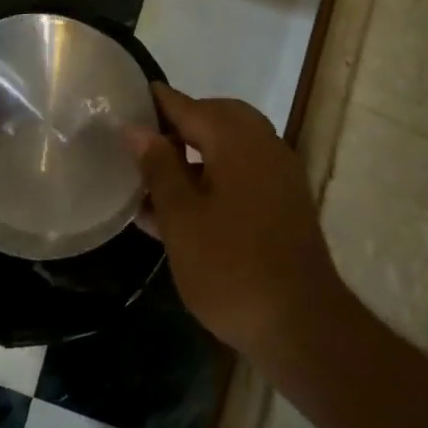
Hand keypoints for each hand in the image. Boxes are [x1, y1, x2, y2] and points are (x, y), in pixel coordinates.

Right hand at [128, 85, 348, 363]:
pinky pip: (242, 172)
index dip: (155, 102)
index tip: (125, 99)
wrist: (302, 328)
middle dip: (178, 126)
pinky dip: (214, 176)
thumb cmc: (231, 268)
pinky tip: (183, 208)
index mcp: (236, 140)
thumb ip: (158, 167)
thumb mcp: (181, 218)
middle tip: (142, 143)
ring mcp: (279, 175)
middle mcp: (263, 145)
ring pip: (229, 146)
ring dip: (195, 153)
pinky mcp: (284, 204)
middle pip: (214, 118)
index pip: (187, 105)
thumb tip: (137, 129)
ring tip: (154, 179)